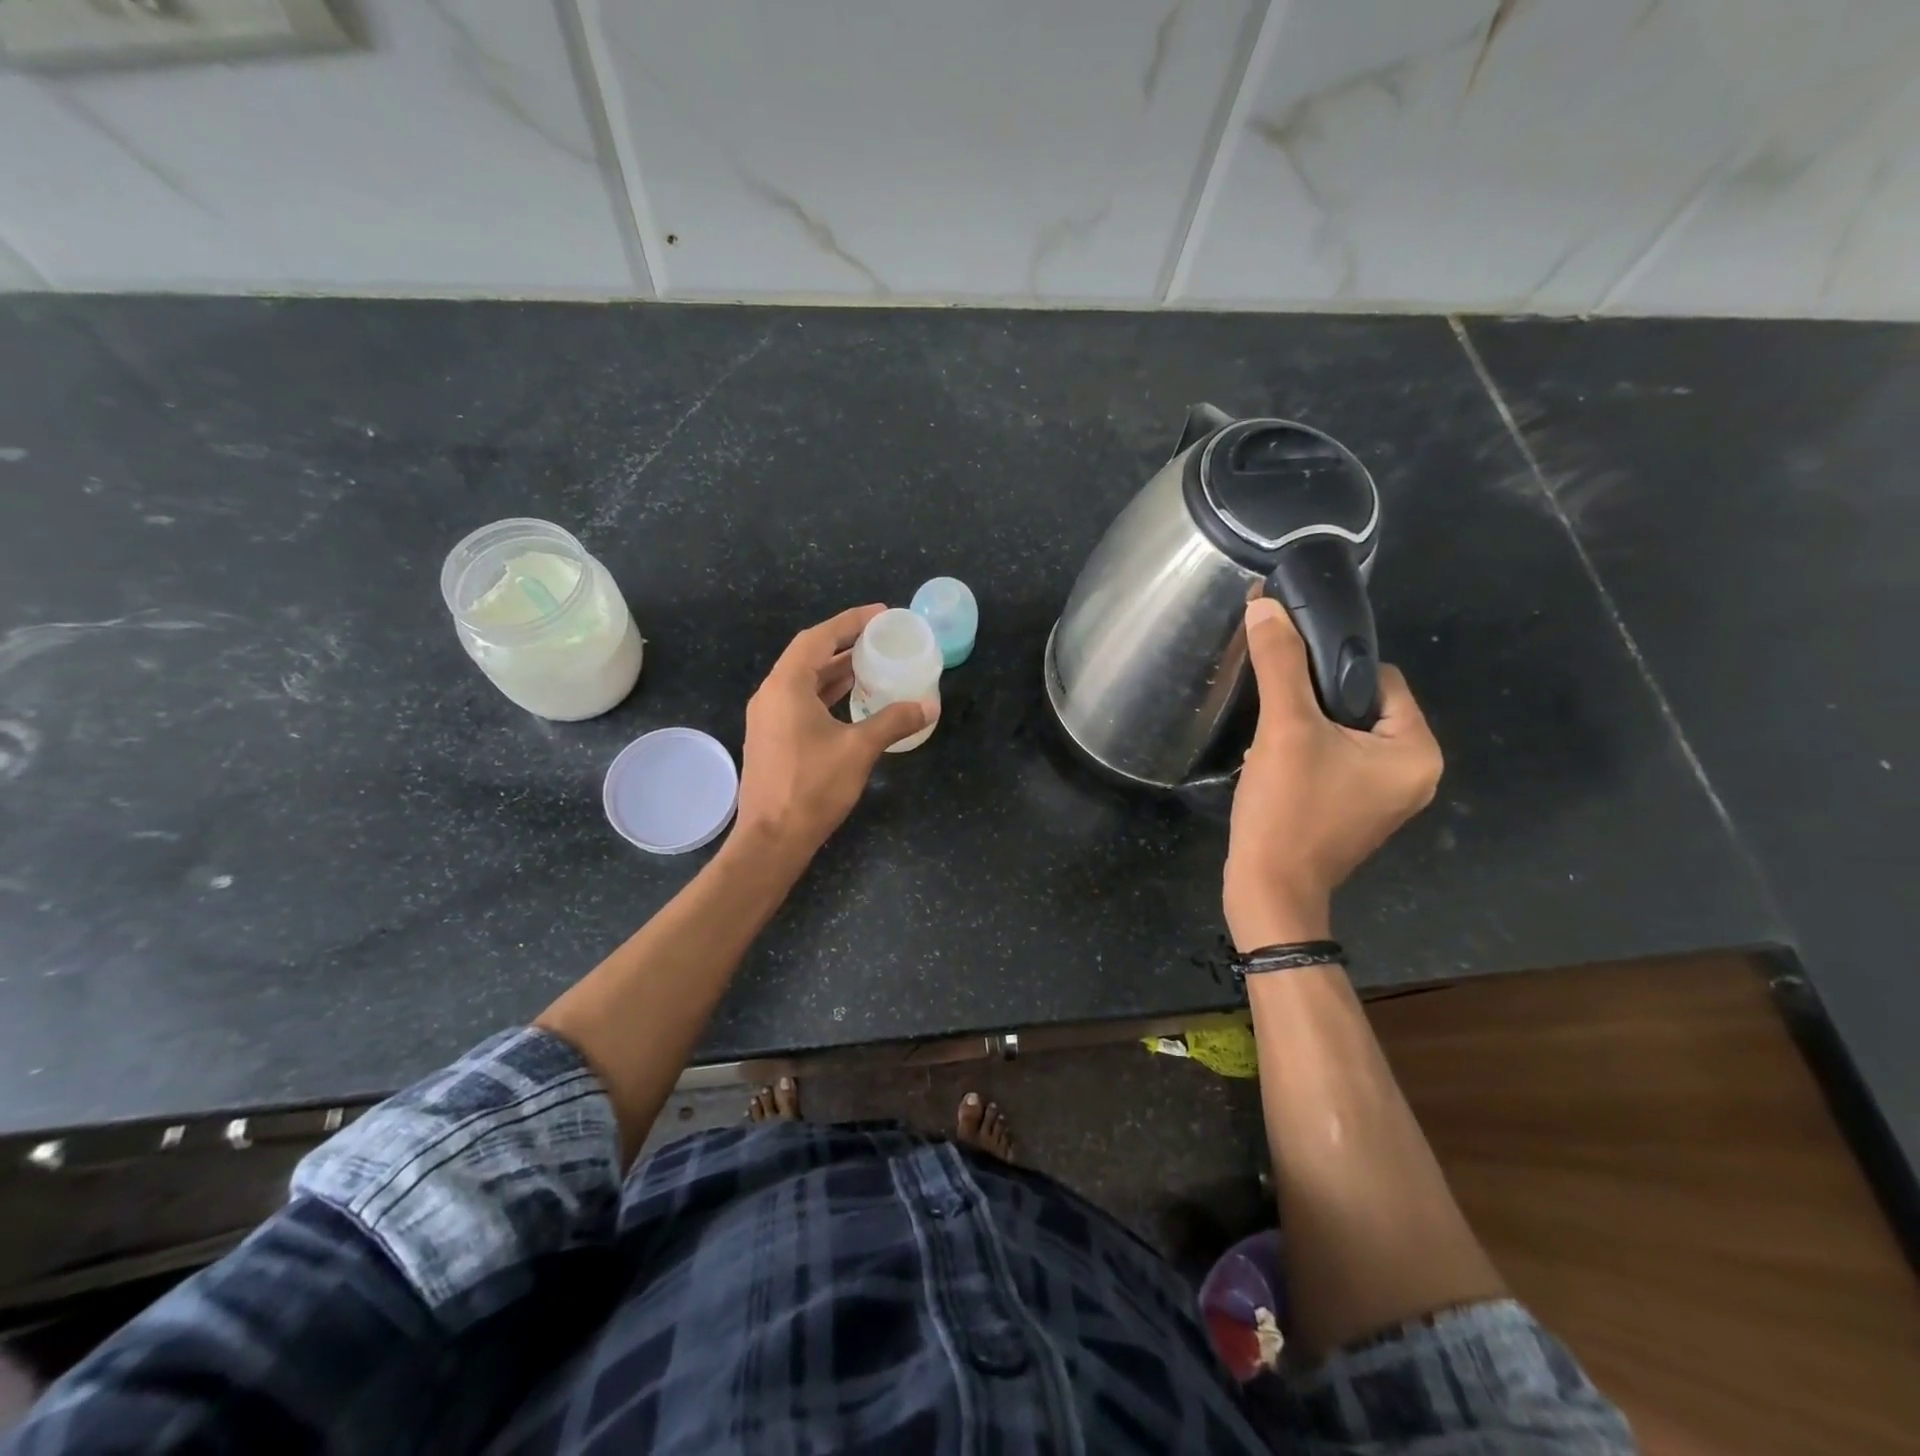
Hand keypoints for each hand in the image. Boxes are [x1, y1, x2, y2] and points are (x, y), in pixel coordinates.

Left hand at [733, 605, 927, 860]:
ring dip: (836, 670)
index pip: (818, 638)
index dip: (850, 621)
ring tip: (872, 664)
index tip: (880, 614)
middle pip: (809, 655)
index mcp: (786, 686)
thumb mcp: (859, 750)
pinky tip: (851, 699)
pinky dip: (826, 693)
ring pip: (804, 680)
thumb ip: (893, 721)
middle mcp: (771, 695)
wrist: (772, 839)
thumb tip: (927, 706)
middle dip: (844, 643)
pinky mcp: (771, 738)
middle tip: (880, 638)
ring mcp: (768, 718)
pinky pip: (800, 701)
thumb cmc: (812, 788)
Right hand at [1224, 597, 1441, 949]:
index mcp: (1417, 750)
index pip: (1378, 677)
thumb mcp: (1284, 729)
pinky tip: (1273, 763)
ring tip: (1269, 740)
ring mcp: (1384, 795)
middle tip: (1274, 716)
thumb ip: (1280, 664)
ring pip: (1342, 732)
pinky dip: (1304, 752)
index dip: (1329, 670)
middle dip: (1312, 702)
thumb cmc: (1288, 810)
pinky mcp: (1354, 810)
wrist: (1267, 889)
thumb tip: (1266, 606)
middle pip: (1359, 705)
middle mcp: (1414, 772)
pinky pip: (1334, 760)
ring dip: (1304, 726)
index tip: (1287, 679)